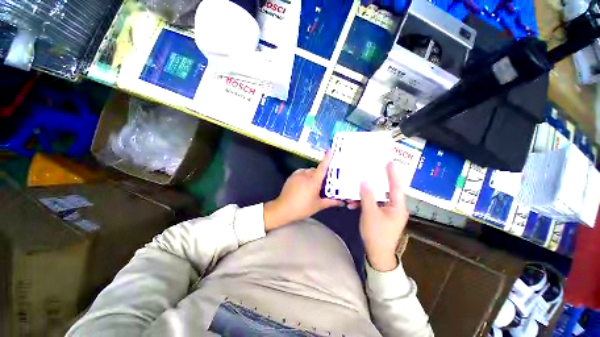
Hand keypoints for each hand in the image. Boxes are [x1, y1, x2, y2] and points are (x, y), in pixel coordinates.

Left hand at [264, 152, 342, 231]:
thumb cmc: (302, 208)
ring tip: (312, 185)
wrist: (283, 209)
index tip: (331, 150)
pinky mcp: (291, 176)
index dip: (327, 158)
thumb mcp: (318, 205)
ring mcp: (297, 175)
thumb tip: (342, 202)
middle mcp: (305, 175)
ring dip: (312, 175)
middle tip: (323, 183)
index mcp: (313, 181)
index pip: (322, 167)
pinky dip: (305, 175)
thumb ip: (330, 202)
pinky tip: (304, 184)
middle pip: (316, 170)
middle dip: (320, 174)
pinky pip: (301, 172)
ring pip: (308, 171)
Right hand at [359, 162, 408, 271]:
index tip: (389, 162)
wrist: (377, 254)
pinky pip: (373, 205)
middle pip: (386, 190)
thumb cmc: (376, 234)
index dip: (392, 174)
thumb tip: (365, 181)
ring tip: (353, 193)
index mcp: (397, 206)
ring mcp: (388, 212)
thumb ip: (367, 196)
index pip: (396, 186)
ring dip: (365, 195)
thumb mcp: (370, 213)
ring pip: (377, 198)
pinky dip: (364, 203)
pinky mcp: (381, 215)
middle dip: (375, 183)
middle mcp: (395, 207)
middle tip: (368, 171)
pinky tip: (353, 204)